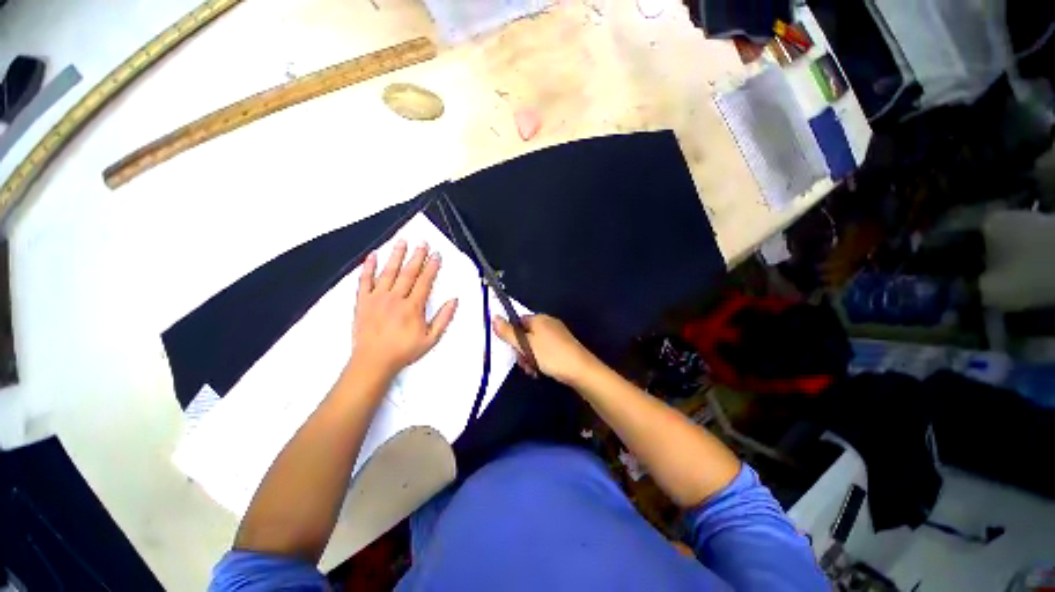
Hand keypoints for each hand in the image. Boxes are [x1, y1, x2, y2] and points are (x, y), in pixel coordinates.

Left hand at [350, 240, 457, 379]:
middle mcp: (395, 298)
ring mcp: (377, 298)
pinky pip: (365, 281)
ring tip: (402, 241)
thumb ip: (443, 318)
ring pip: (388, 272)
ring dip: (396, 255)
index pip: (424, 281)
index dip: (432, 267)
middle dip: (417, 256)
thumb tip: (454, 300)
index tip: (436, 255)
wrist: (373, 361)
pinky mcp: (363, 301)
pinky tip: (373, 256)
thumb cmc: (404, 351)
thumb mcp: (431, 339)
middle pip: (408, 272)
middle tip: (422, 243)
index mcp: (413, 307)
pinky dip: (368, 267)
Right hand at [492, 314, 598, 385]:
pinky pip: (545, 350)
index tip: (514, 350)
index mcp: (539, 318)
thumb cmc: (551, 355)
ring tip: (535, 369)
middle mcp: (548, 323)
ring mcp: (557, 334)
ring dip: (530, 358)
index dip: (512, 336)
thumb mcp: (526, 345)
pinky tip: (542, 370)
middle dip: (522, 350)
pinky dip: (541, 359)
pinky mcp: (563, 345)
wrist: (581, 370)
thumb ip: (508, 332)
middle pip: (526, 334)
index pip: (518, 322)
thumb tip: (493, 317)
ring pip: (534, 345)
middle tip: (525, 363)